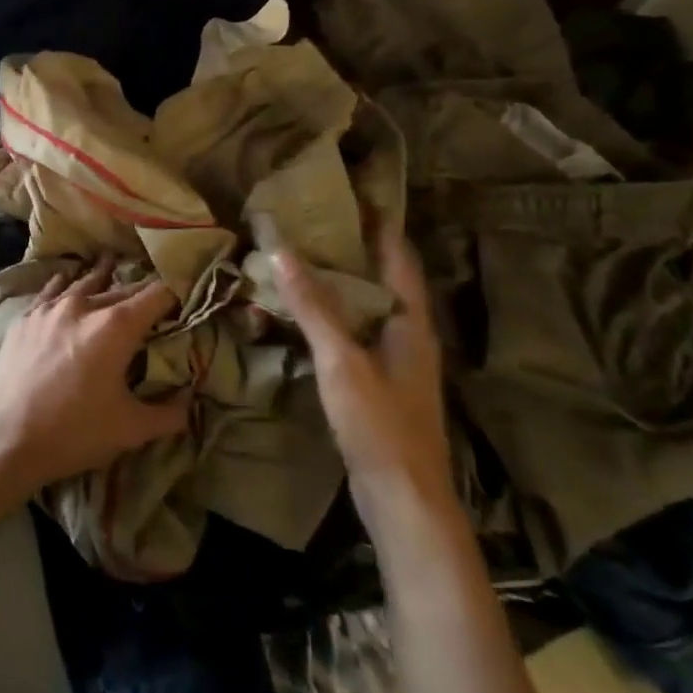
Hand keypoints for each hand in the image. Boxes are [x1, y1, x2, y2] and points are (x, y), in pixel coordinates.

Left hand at [0, 262, 185, 499]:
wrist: (5, 437)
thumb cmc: (73, 432)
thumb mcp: (131, 430)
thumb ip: (169, 413)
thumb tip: (191, 401)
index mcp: (116, 326)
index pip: (157, 295)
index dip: (176, 291)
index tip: (186, 293)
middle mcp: (84, 306)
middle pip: (122, 288)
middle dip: (142, 291)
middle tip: (155, 292)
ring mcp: (50, 308)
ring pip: (84, 282)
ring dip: (103, 276)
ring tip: (112, 262)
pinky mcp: (26, 317)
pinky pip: (51, 290)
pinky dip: (65, 283)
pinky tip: (65, 280)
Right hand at [272, 224, 458, 532]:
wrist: (403, 500)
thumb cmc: (380, 424)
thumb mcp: (342, 360)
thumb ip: (313, 306)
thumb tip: (282, 251)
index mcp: (410, 321)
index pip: (398, 257)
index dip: (379, 223)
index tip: (352, 192)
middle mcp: (407, 334)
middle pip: (381, 278)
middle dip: (351, 248)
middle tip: (310, 220)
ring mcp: (394, 360)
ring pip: (365, 307)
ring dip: (337, 282)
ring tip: (299, 257)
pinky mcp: (377, 382)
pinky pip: (352, 333)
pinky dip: (330, 315)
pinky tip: (301, 314)